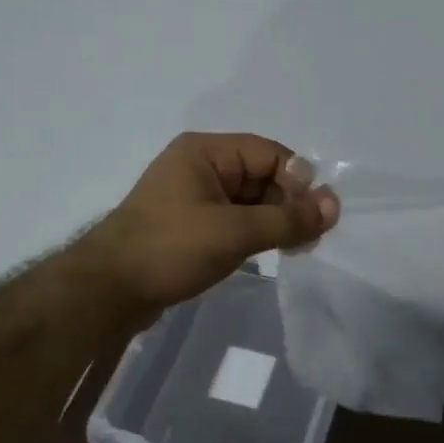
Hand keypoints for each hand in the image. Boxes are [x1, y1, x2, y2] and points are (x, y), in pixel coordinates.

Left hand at [86, 132, 339, 311]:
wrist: (108, 291)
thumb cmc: (170, 249)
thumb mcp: (235, 232)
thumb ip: (288, 219)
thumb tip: (335, 206)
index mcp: (205, 151)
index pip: (269, 153)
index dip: (298, 181)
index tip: (316, 216)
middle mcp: (199, 167)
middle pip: (261, 175)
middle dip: (288, 204)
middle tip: (309, 239)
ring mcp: (193, 197)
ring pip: (250, 201)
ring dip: (274, 221)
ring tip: (294, 250)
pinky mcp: (189, 225)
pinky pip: (233, 220)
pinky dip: (254, 233)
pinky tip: (268, 254)